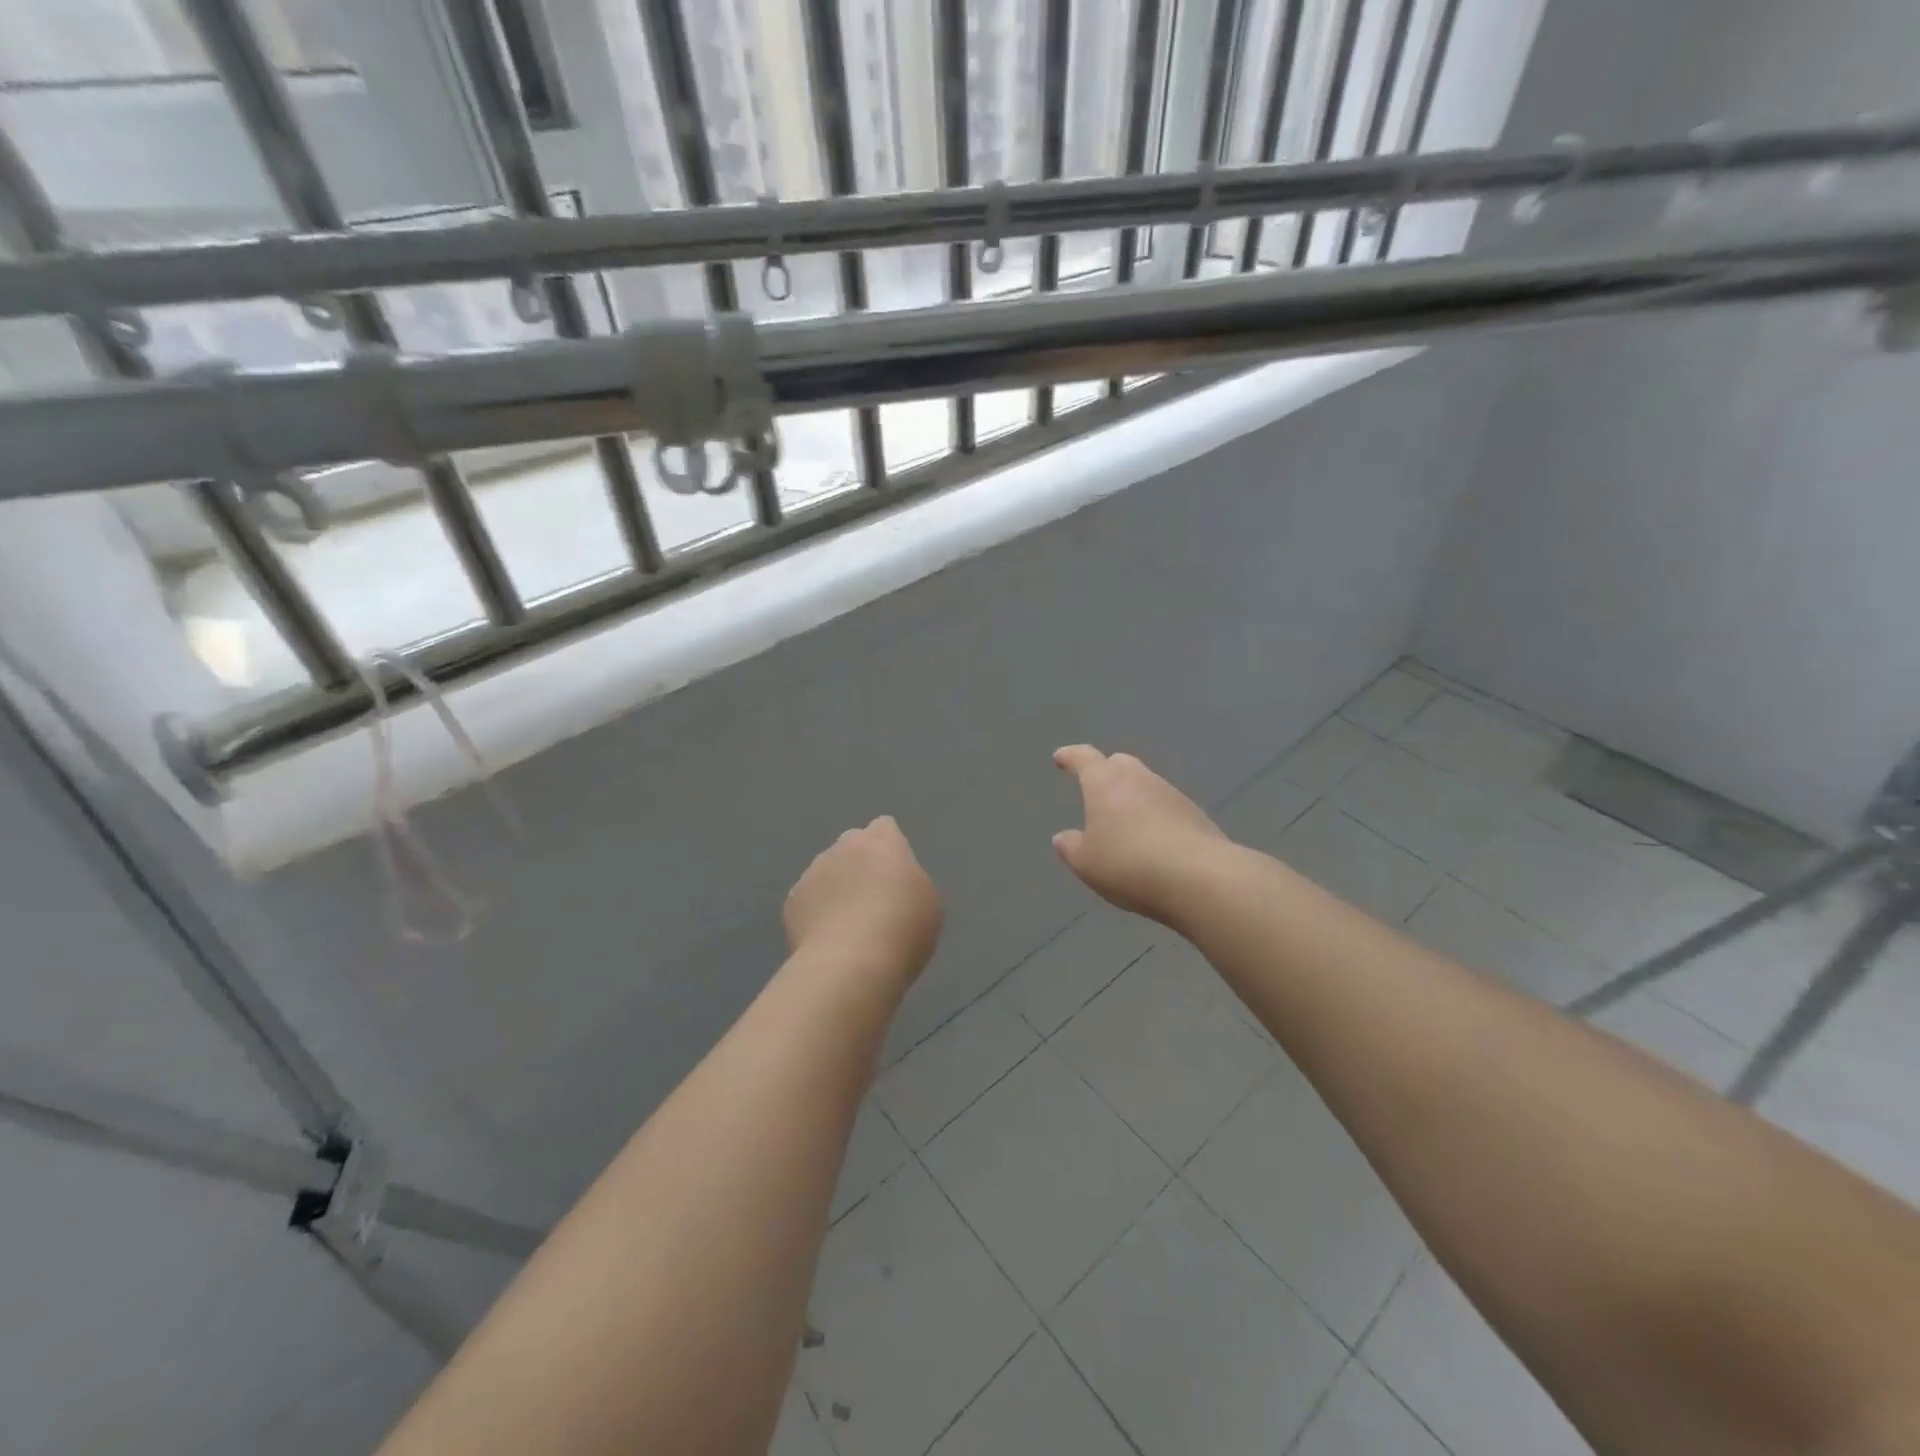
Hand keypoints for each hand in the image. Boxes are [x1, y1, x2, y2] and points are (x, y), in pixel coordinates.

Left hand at [784, 817, 943, 982]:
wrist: (850, 964)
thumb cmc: (902, 930)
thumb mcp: (928, 903)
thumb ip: (910, 882)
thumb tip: (894, 883)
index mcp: (881, 842)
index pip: (884, 827)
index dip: (890, 848)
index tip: (896, 874)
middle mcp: (843, 848)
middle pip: (852, 845)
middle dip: (860, 864)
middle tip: (873, 899)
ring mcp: (812, 873)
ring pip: (826, 872)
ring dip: (836, 888)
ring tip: (848, 926)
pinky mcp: (792, 901)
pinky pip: (808, 899)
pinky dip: (817, 913)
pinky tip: (828, 939)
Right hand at [1052, 746, 1229, 922]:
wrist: (1200, 878)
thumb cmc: (1129, 863)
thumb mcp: (1086, 863)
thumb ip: (1071, 847)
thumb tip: (1064, 837)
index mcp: (1105, 782)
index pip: (1084, 758)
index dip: (1070, 756)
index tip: (1061, 758)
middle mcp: (1139, 778)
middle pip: (1119, 764)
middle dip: (1105, 772)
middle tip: (1096, 790)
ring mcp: (1171, 794)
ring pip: (1145, 785)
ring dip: (1133, 798)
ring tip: (1125, 825)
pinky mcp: (1195, 814)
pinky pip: (1166, 808)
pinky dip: (1155, 817)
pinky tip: (1153, 841)